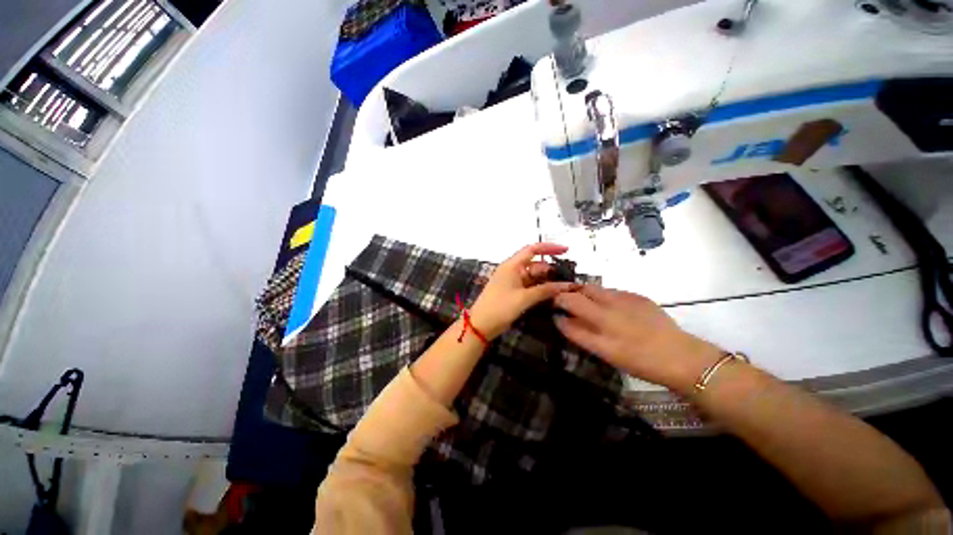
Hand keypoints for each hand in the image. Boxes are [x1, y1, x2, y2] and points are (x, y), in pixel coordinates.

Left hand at [469, 243, 578, 339]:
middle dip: (551, 269)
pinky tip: (552, 294)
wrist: (481, 325)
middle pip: (535, 264)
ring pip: (534, 276)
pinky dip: (540, 289)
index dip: (549, 248)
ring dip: (547, 281)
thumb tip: (566, 286)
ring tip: (565, 287)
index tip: (566, 250)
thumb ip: (544, 291)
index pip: (532, 250)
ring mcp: (512, 281)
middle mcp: (512, 270)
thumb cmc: (499, 307)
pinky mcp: (513, 292)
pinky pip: (530, 286)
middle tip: (569, 277)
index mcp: (511, 265)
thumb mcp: (523, 298)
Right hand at [553, 285, 721, 392]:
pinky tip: (612, 309)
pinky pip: (611, 291)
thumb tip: (560, 318)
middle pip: (579, 291)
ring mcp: (624, 298)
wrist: (681, 357)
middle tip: (568, 304)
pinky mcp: (637, 295)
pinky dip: (604, 296)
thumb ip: (579, 334)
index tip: (554, 308)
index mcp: (600, 325)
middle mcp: (609, 307)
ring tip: (590, 306)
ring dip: (585, 294)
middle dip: (568, 294)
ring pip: (594, 288)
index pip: (568, 305)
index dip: (556, 304)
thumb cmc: (639, 361)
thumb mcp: (605, 353)